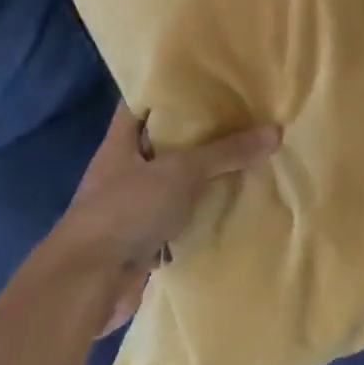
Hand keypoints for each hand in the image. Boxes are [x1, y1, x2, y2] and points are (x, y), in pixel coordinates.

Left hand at [45, 103, 280, 333]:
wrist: (88, 286)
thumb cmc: (126, 211)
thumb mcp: (181, 172)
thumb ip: (226, 152)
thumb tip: (275, 131)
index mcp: (121, 143)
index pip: (142, 103)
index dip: (169, 88)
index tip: (206, 79)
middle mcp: (125, 170)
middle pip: (164, 143)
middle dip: (200, 133)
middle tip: (242, 116)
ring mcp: (133, 207)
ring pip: (175, 183)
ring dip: (204, 177)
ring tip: (248, 156)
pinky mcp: (144, 241)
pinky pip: (181, 219)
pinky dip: (202, 215)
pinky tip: (235, 205)